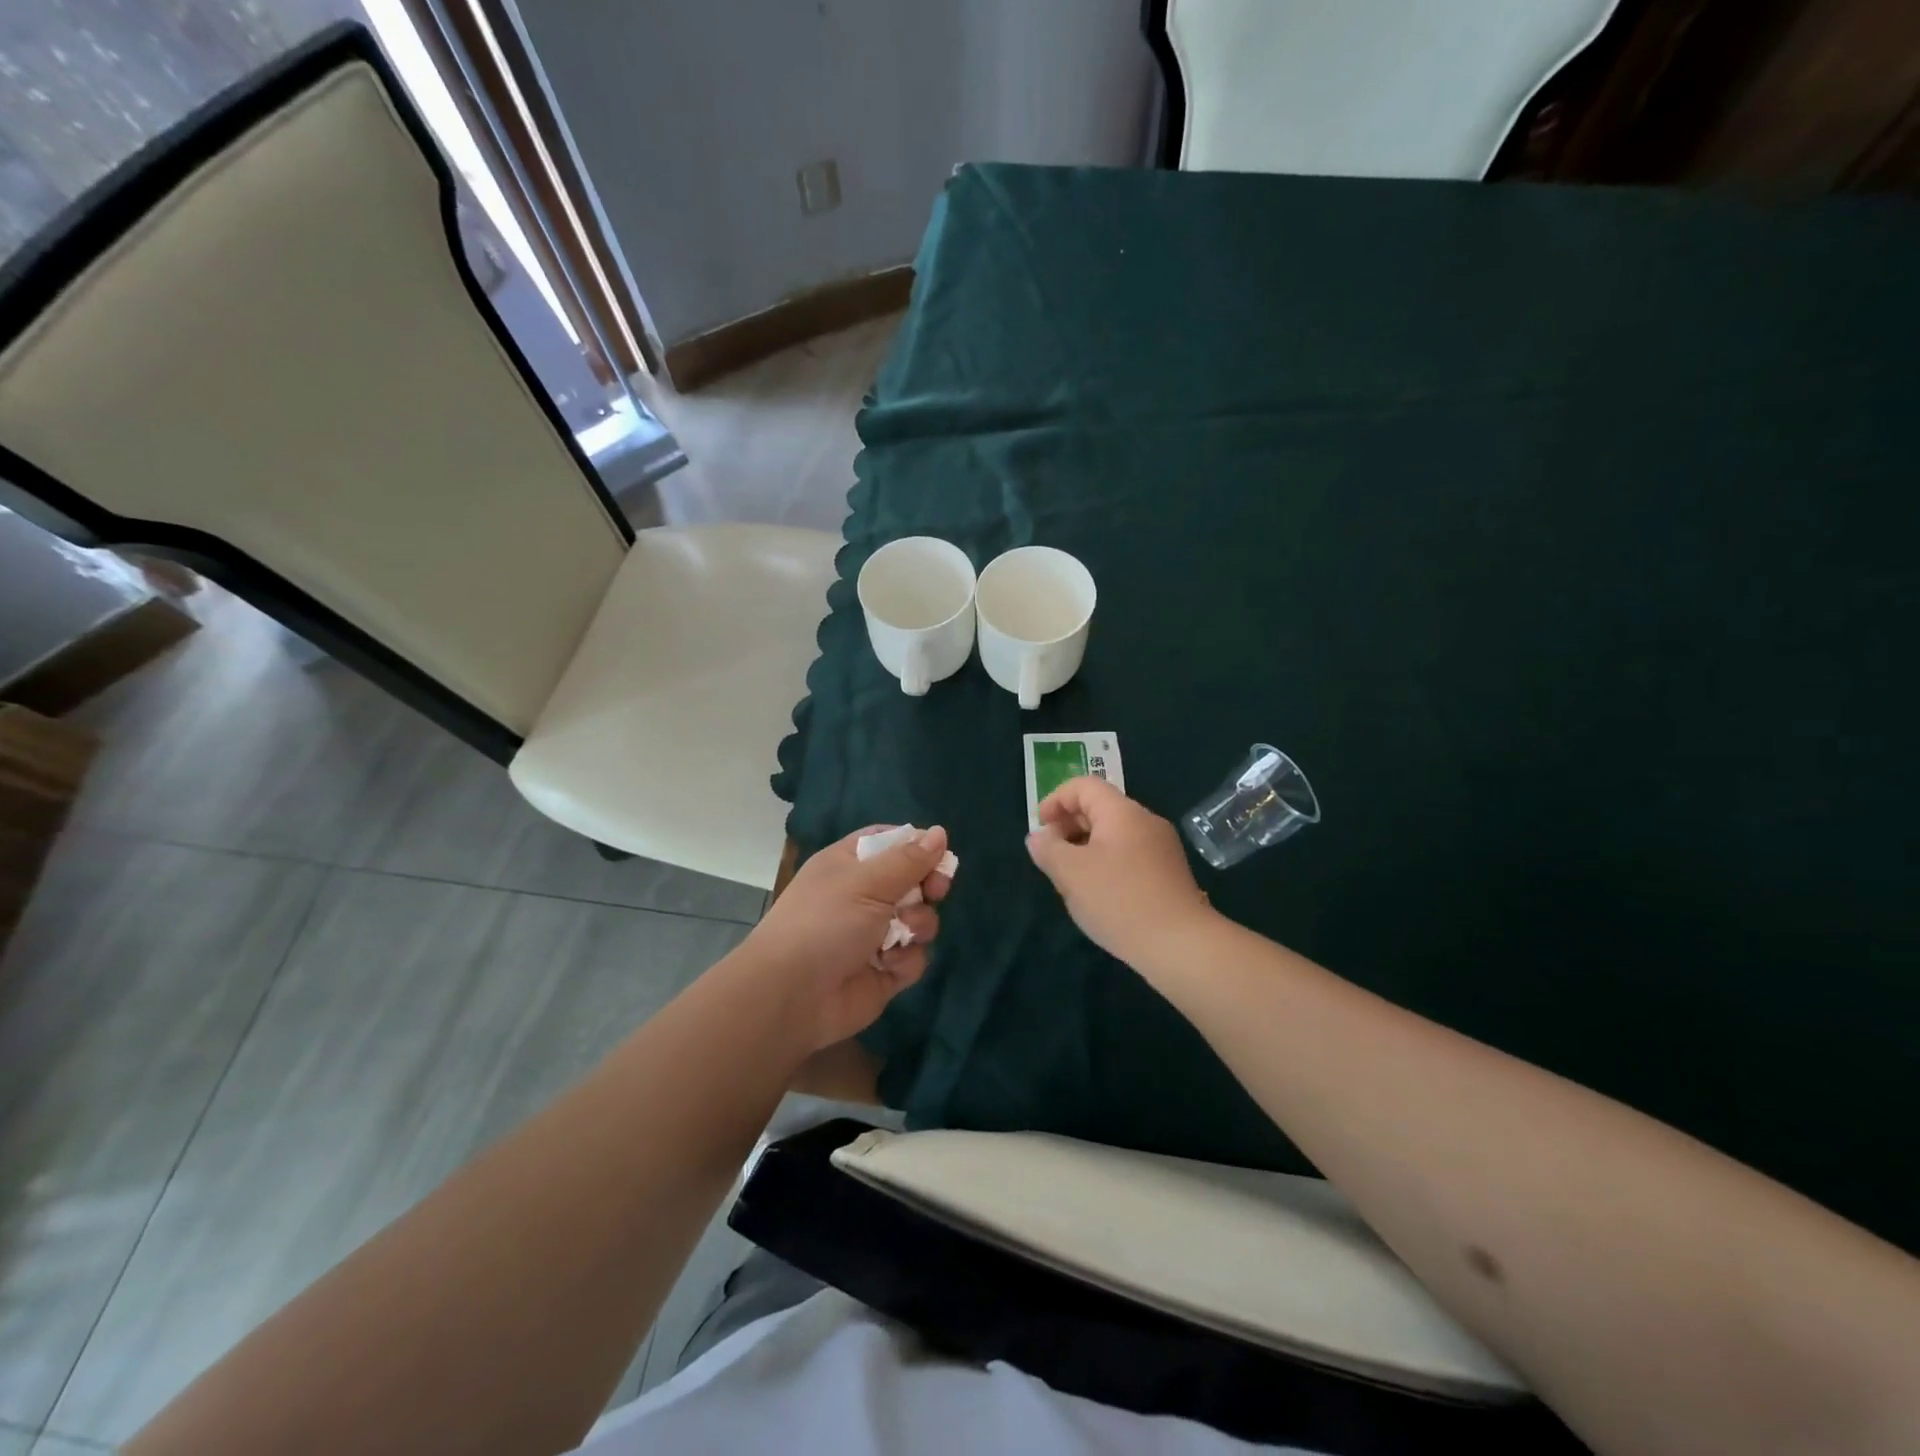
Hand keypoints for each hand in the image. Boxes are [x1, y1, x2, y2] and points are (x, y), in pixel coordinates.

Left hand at [748, 825, 952, 1052]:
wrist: (791, 996)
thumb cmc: (825, 923)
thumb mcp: (867, 882)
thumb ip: (909, 859)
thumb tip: (940, 832)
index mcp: (850, 865)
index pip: (890, 842)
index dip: (916, 846)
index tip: (938, 854)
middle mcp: (863, 896)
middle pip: (913, 880)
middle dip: (928, 886)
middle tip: (936, 891)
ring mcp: (875, 935)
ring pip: (920, 919)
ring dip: (919, 924)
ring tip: (903, 933)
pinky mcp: (885, 971)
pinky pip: (914, 956)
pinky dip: (906, 960)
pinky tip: (887, 965)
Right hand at [1026, 777, 1213, 964]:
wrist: (1180, 945)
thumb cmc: (1119, 900)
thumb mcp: (1071, 873)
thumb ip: (1048, 849)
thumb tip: (1038, 837)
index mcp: (1123, 812)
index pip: (1084, 786)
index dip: (1055, 800)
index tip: (1039, 828)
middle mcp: (1146, 821)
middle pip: (1100, 807)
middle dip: (1068, 825)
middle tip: (1050, 855)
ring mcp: (1162, 848)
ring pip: (1114, 834)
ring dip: (1085, 847)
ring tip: (1070, 878)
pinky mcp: (1168, 874)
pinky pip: (1129, 855)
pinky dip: (1106, 863)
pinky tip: (1098, 894)